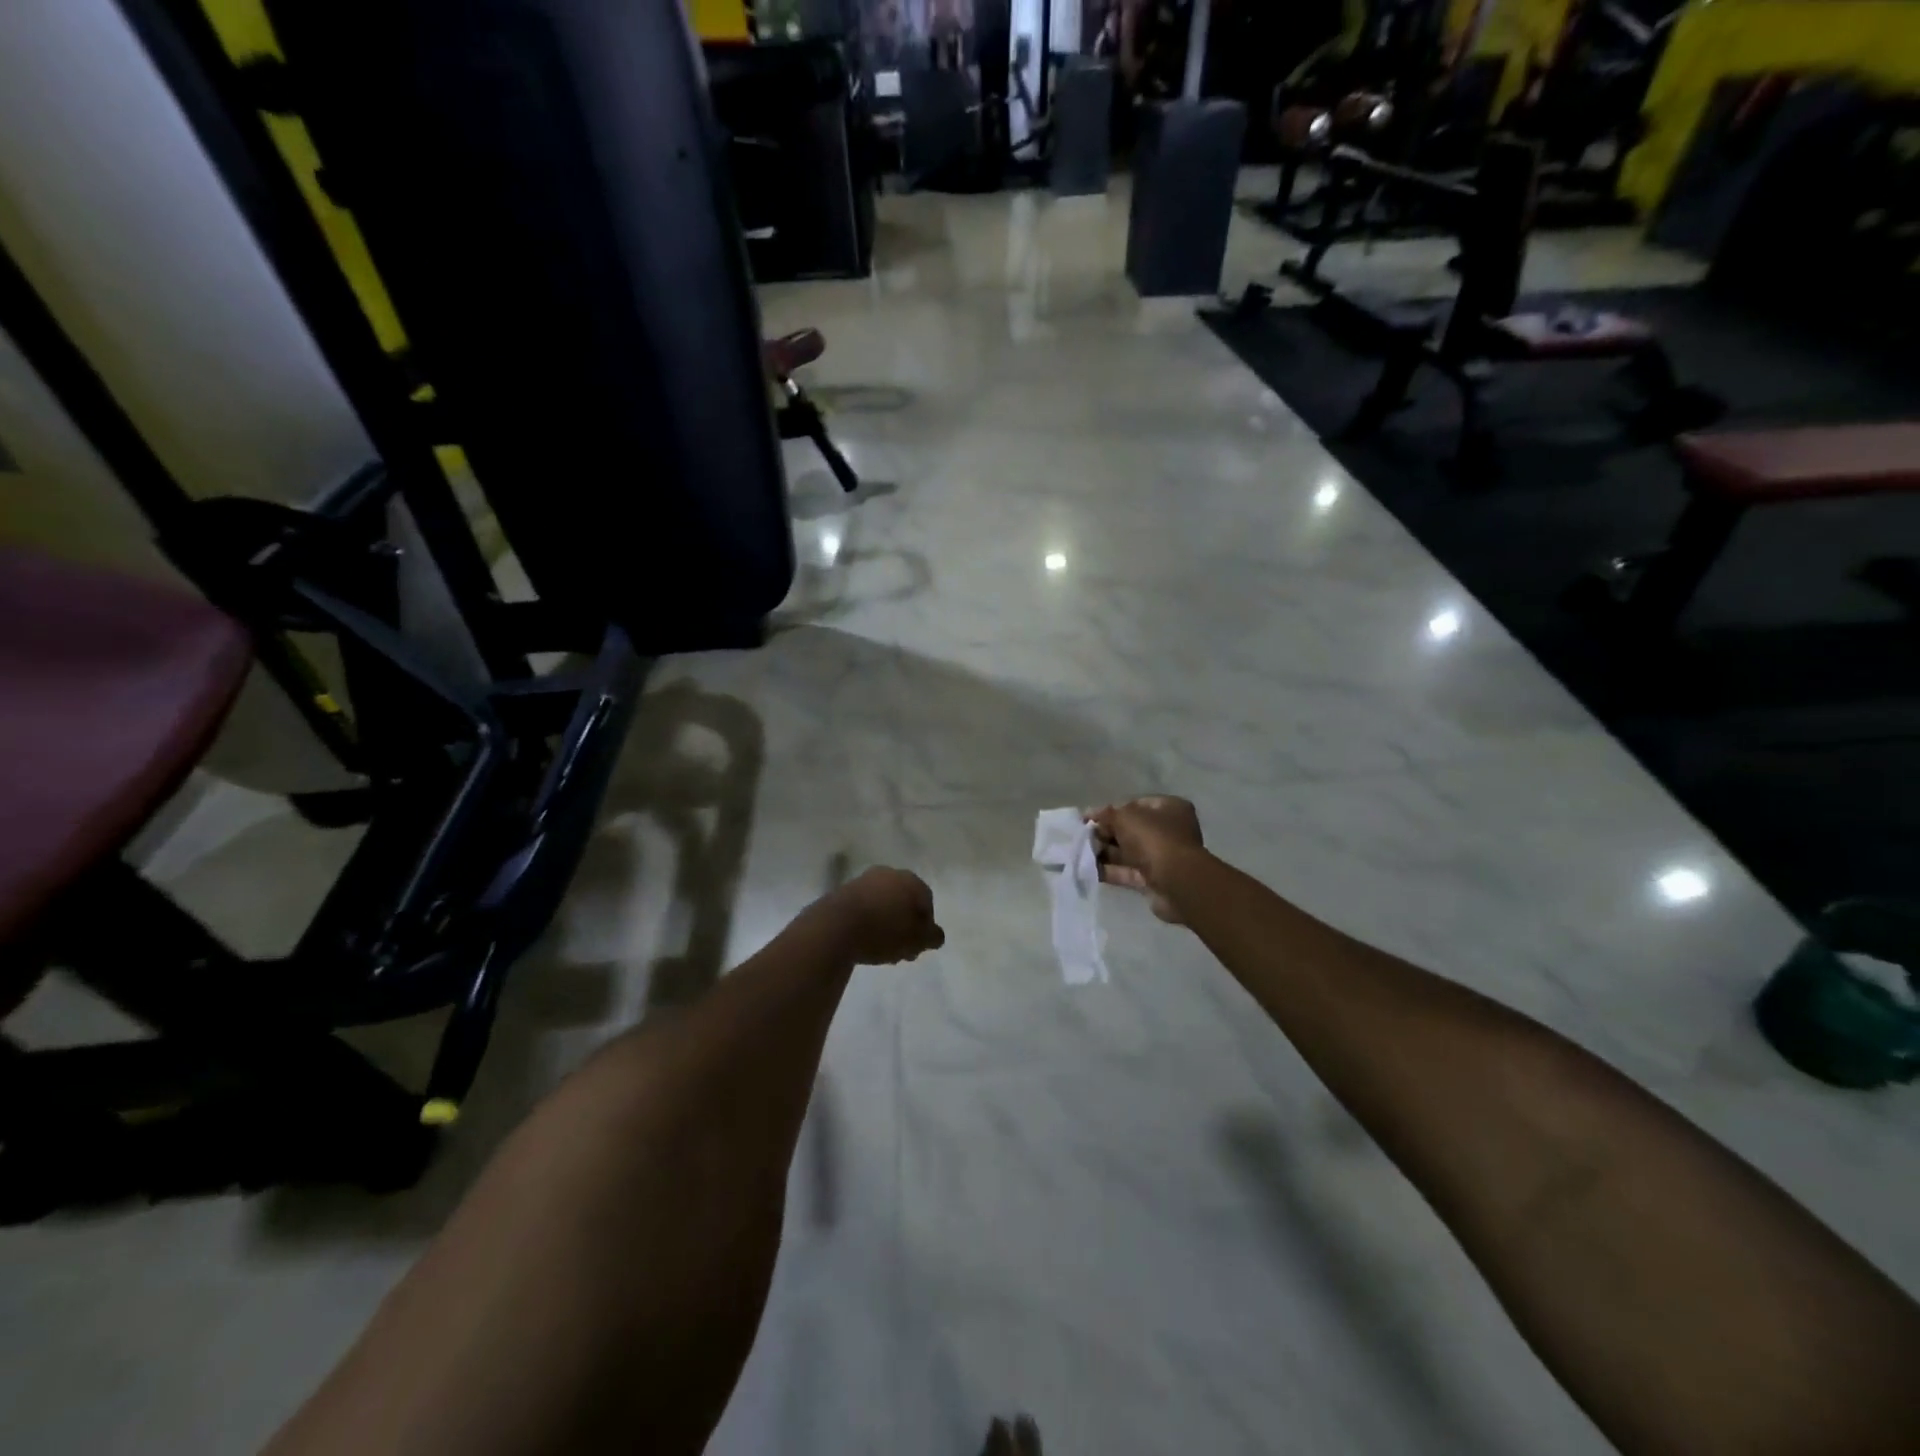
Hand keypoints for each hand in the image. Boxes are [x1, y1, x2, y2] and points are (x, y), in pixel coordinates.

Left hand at [819, 867, 944, 965]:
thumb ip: (932, 937)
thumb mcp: (916, 940)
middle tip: (902, 950)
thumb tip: (936, 935)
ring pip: (883, 905)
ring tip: (882, 950)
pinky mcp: (843, 892)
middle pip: (904, 902)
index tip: (919, 946)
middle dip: (905, 926)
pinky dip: (868, 922)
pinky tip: (864, 941)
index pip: (927, 901)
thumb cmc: (883, 931)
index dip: (926, 926)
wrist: (834, 927)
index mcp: (910, 880)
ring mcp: (864, 880)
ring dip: (887, 925)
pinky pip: (864, 908)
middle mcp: (888, 874)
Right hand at [1087, 796, 1204, 923]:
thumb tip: (1089, 814)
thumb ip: (1106, 814)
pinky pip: (1128, 872)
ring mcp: (1162, 856)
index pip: (1136, 805)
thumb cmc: (1154, 839)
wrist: (1177, 882)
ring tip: (1081, 853)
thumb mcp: (1125, 817)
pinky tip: (1089, 869)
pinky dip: (1110, 871)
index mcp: (1169, 808)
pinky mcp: (1154, 879)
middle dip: (1106, 833)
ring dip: (1105, 852)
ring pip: (1128, 852)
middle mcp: (1169, 830)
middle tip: (1083, 837)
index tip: (1089, 818)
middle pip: (1131, 829)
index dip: (1112, 810)